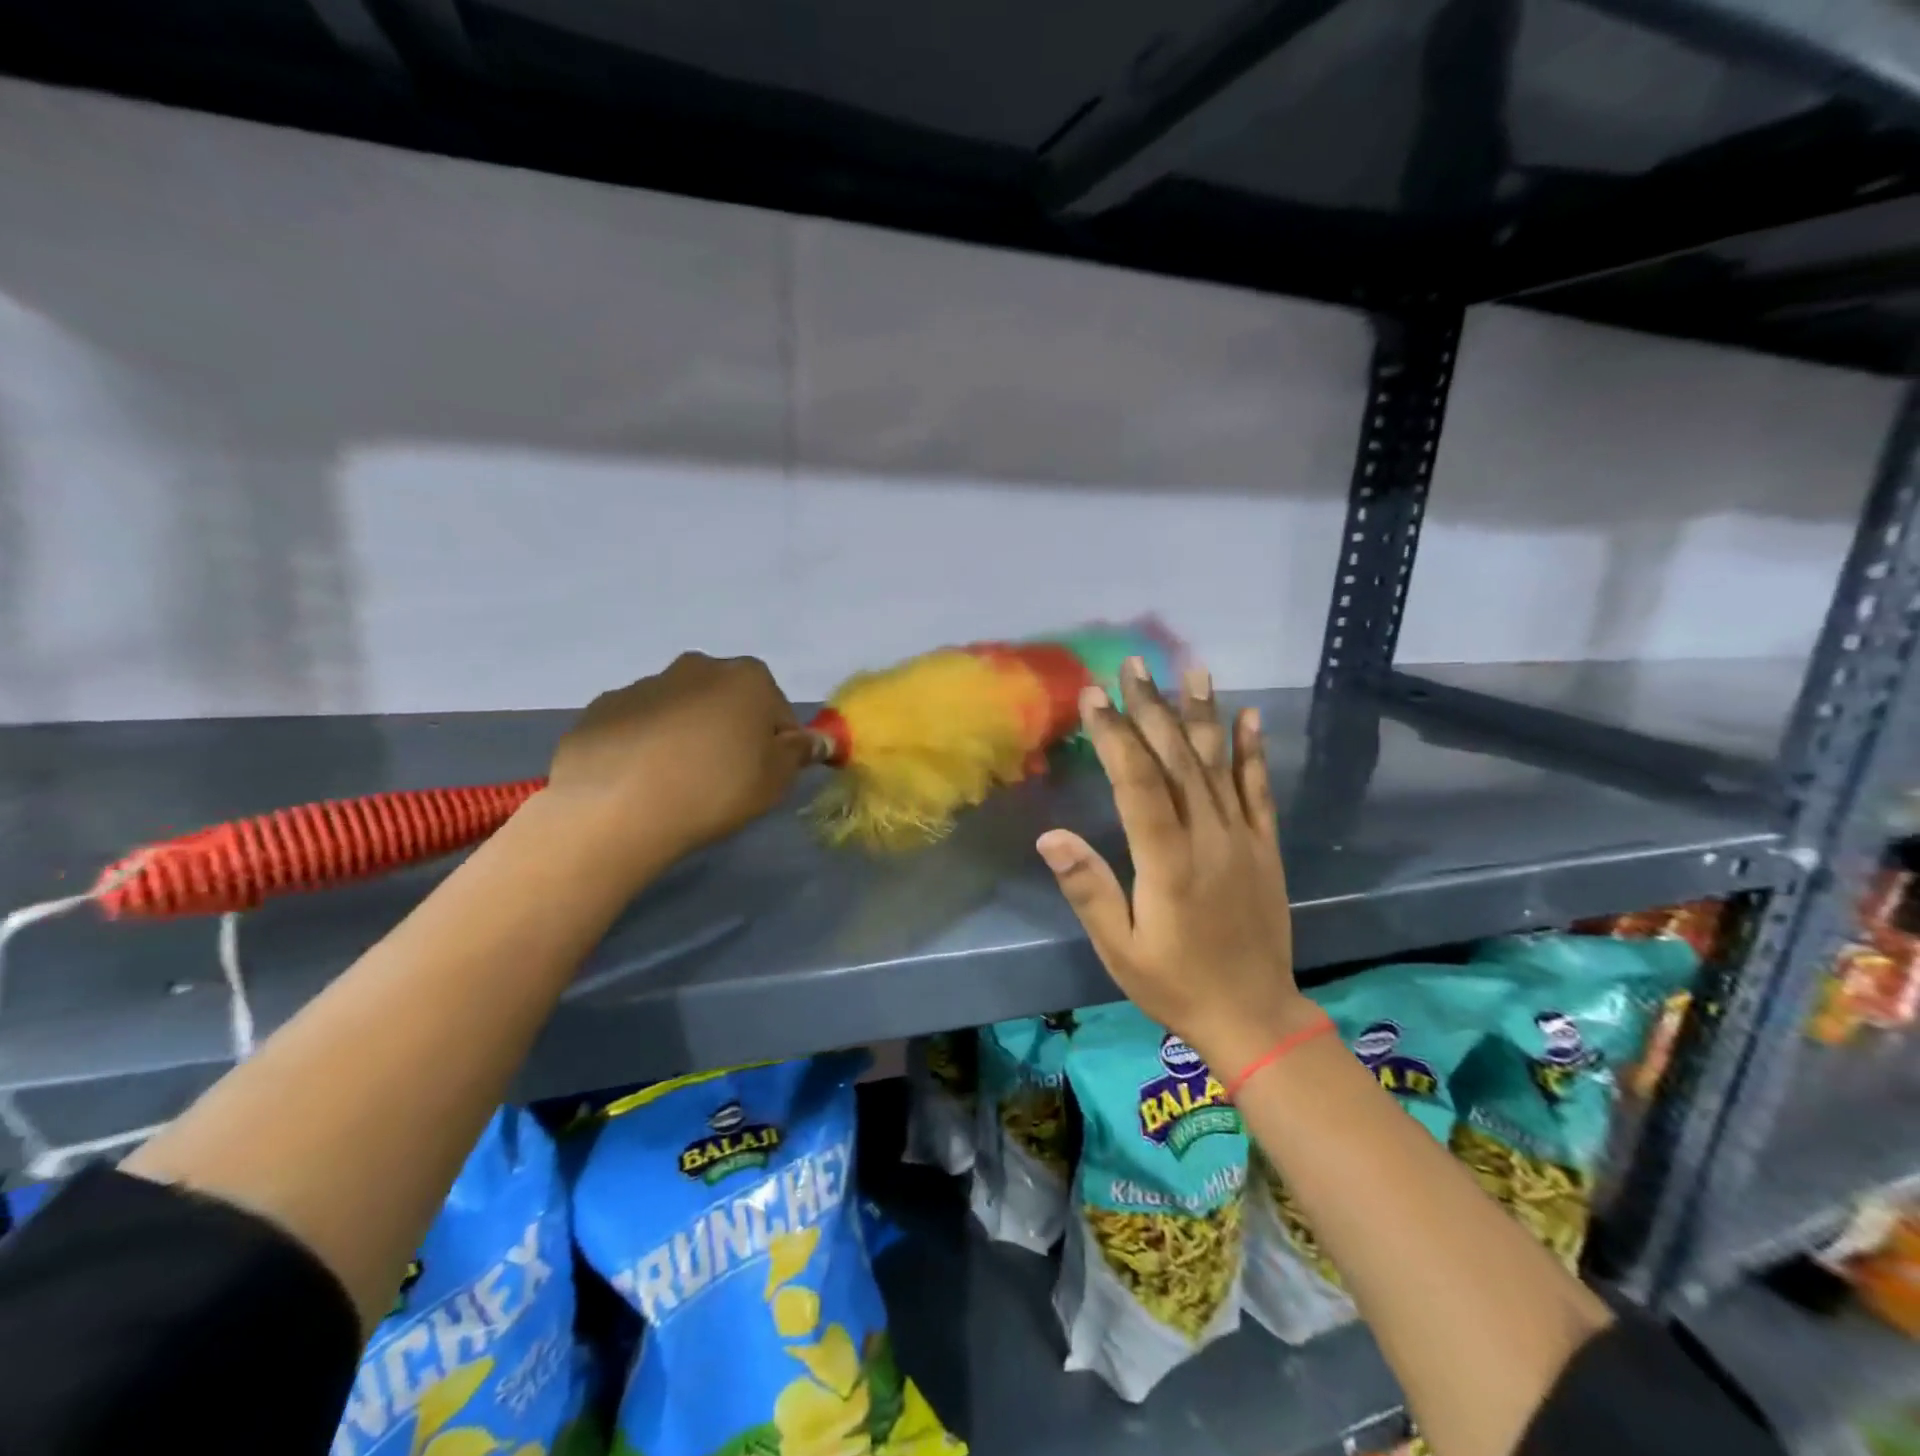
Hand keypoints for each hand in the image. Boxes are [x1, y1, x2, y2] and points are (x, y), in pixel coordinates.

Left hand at [547, 653, 812, 867]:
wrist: (617, 806)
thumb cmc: (715, 788)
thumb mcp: (776, 780)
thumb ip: (799, 753)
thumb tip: (815, 740)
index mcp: (748, 678)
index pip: (779, 711)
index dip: (777, 745)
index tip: (764, 776)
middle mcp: (698, 667)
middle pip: (729, 701)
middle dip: (731, 731)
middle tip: (724, 779)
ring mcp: (645, 684)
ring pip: (682, 709)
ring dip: (687, 735)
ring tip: (677, 783)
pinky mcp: (603, 707)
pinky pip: (640, 724)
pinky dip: (646, 743)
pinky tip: (641, 780)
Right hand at [1035, 658, 1313, 1078]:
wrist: (1253, 1016)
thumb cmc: (1174, 984)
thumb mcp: (1119, 948)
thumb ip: (1089, 889)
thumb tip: (1051, 837)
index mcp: (1167, 861)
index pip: (1136, 782)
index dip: (1113, 735)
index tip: (1093, 696)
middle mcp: (1207, 837)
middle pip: (1175, 759)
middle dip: (1151, 708)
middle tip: (1133, 665)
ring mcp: (1242, 838)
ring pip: (1217, 764)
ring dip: (1201, 714)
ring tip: (1191, 670)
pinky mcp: (1265, 846)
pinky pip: (1259, 789)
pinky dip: (1253, 751)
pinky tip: (1249, 717)